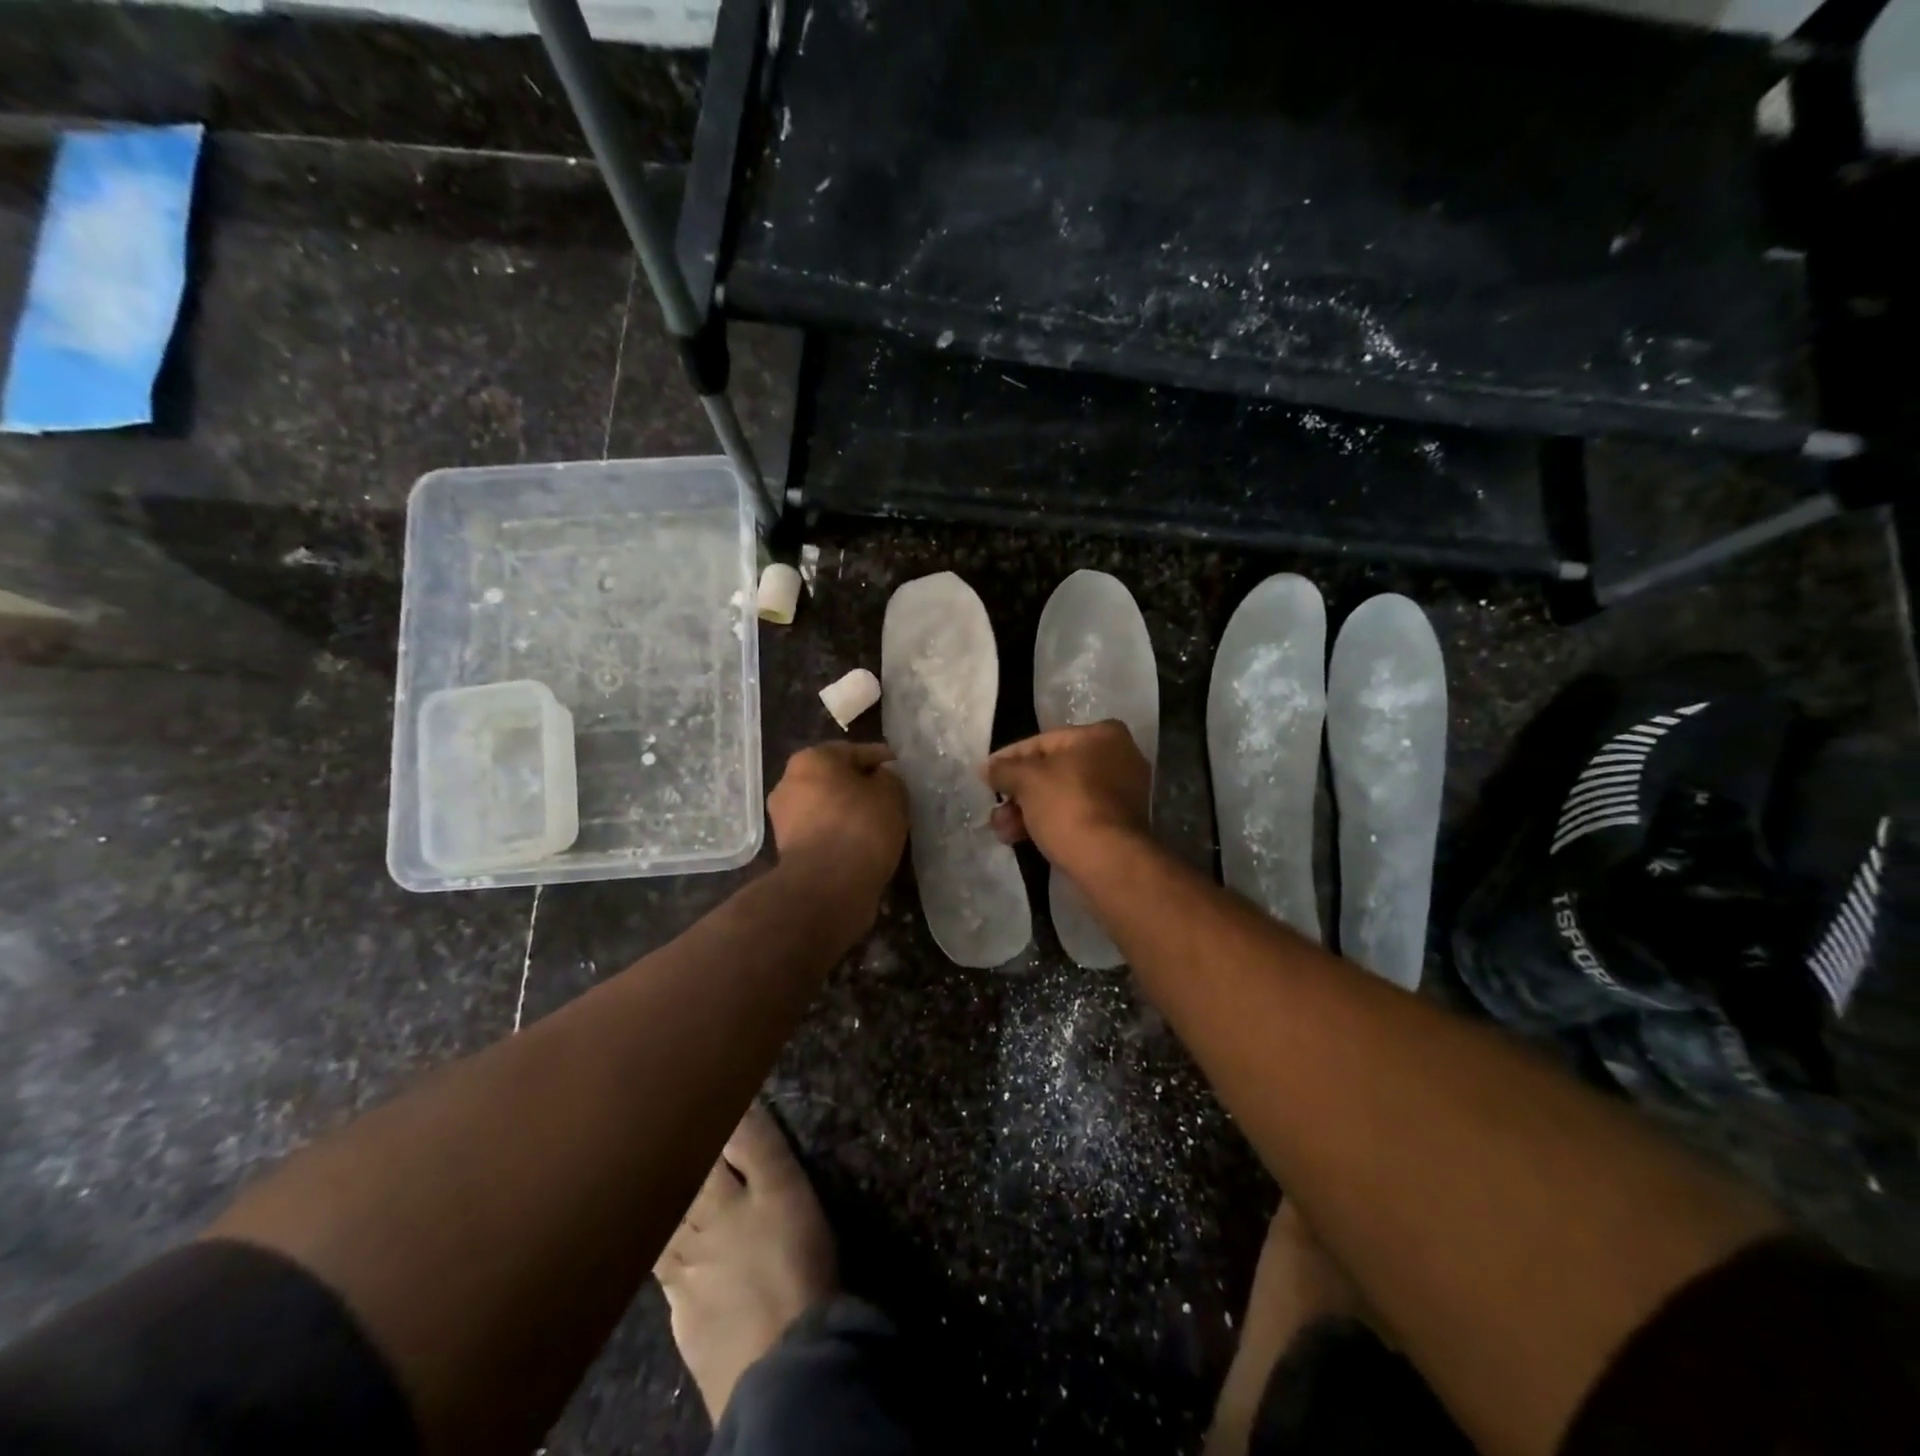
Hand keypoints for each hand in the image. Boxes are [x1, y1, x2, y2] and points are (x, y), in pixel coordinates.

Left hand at [767, 743, 908, 912]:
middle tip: (891, 799)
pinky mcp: (787, 849)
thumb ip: (890, 779)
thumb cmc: (860, 828)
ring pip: (828, 806)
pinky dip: (839, 834)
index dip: (882, 760)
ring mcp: (784, 818)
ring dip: (849, 812)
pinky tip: (861, 844)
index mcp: (812, 759)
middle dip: (861, 786)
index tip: (901, 771)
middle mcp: (789, 782)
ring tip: (879, 825)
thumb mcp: (892, 794)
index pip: (856, 751)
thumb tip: (880, 780)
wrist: (826, 887)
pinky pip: (822, 832)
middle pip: (836, 778)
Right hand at [980, 721, 1150, 873]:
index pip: (1042, 742)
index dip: (1009, 759)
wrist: (1109, 862)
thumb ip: (1004, 770)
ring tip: (1003, 833)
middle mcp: (1118, 758)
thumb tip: (988, 768)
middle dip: (1018, 793)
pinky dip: (1050, 823)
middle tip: (995, 812)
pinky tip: (1022, 839)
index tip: (986, 775)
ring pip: (1063, 796)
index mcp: (1101, 735)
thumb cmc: (1068, 807)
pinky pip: (1076, 815)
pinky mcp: (1119, 824)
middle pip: (1053, 771)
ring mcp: (1122, 793)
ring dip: (1028, 812)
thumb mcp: (1026, 781)